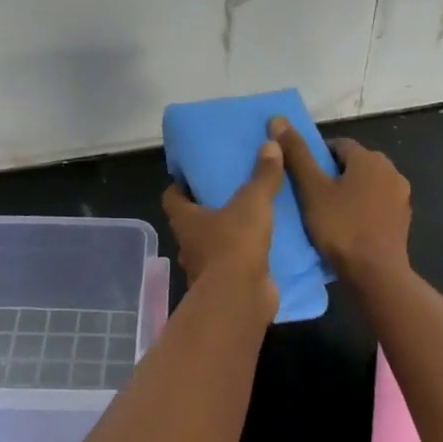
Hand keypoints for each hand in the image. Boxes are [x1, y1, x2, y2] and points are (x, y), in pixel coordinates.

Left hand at [161, 140, 282, 321]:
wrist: (240, 299)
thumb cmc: (234, 244)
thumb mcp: (252, 202)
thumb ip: (262, 175)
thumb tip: (270, 143)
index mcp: (185, 220)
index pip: (172, 197)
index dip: (180, 185)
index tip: (196, 174)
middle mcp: (189, 245)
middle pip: (193, 221)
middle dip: (209, 208)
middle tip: (232, 190)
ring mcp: (206, 269)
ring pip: (214, 245)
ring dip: (229, 234)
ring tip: (254, 216)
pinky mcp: (227, 286)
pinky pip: (235, 266)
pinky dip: (247, 257)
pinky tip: (268, 246)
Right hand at [269, 118, 411, 283]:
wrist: (377, 274)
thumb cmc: (341, 227)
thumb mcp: (312, 189)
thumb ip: (297, 154)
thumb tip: (278, 119)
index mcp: (369, 158)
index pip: (337, 145)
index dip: (316, 157)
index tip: (302, 176)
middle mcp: (390, 170)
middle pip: (354, 163)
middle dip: (333, 174)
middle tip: (311, 194)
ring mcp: (401, 196)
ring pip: (366, 184)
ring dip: (349, 191)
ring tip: (327, 211)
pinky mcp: (403, 219)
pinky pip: (377, 204)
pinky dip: (362, 208)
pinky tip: (348, 226)